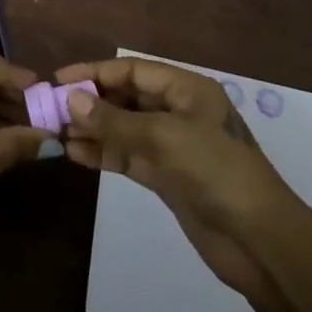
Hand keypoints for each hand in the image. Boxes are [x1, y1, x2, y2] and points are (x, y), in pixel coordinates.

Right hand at [57, 58, 301, 299]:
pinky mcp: (167, 177)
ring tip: (57, 133)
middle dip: (91, 101)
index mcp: (186, 89)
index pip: (132, 69)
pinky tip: (76, 155)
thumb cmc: (215, 172)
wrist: (259, 241)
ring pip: (124, 128)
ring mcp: (172, 145)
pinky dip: (104, 153)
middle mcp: (178, 110)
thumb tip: (71, 98)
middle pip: (127, 96)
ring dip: (93, 129)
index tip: (59, 79)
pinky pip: (128, 155)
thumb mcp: (163, 138)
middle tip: (52, 109)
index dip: (95, 72)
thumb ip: (114, 120)